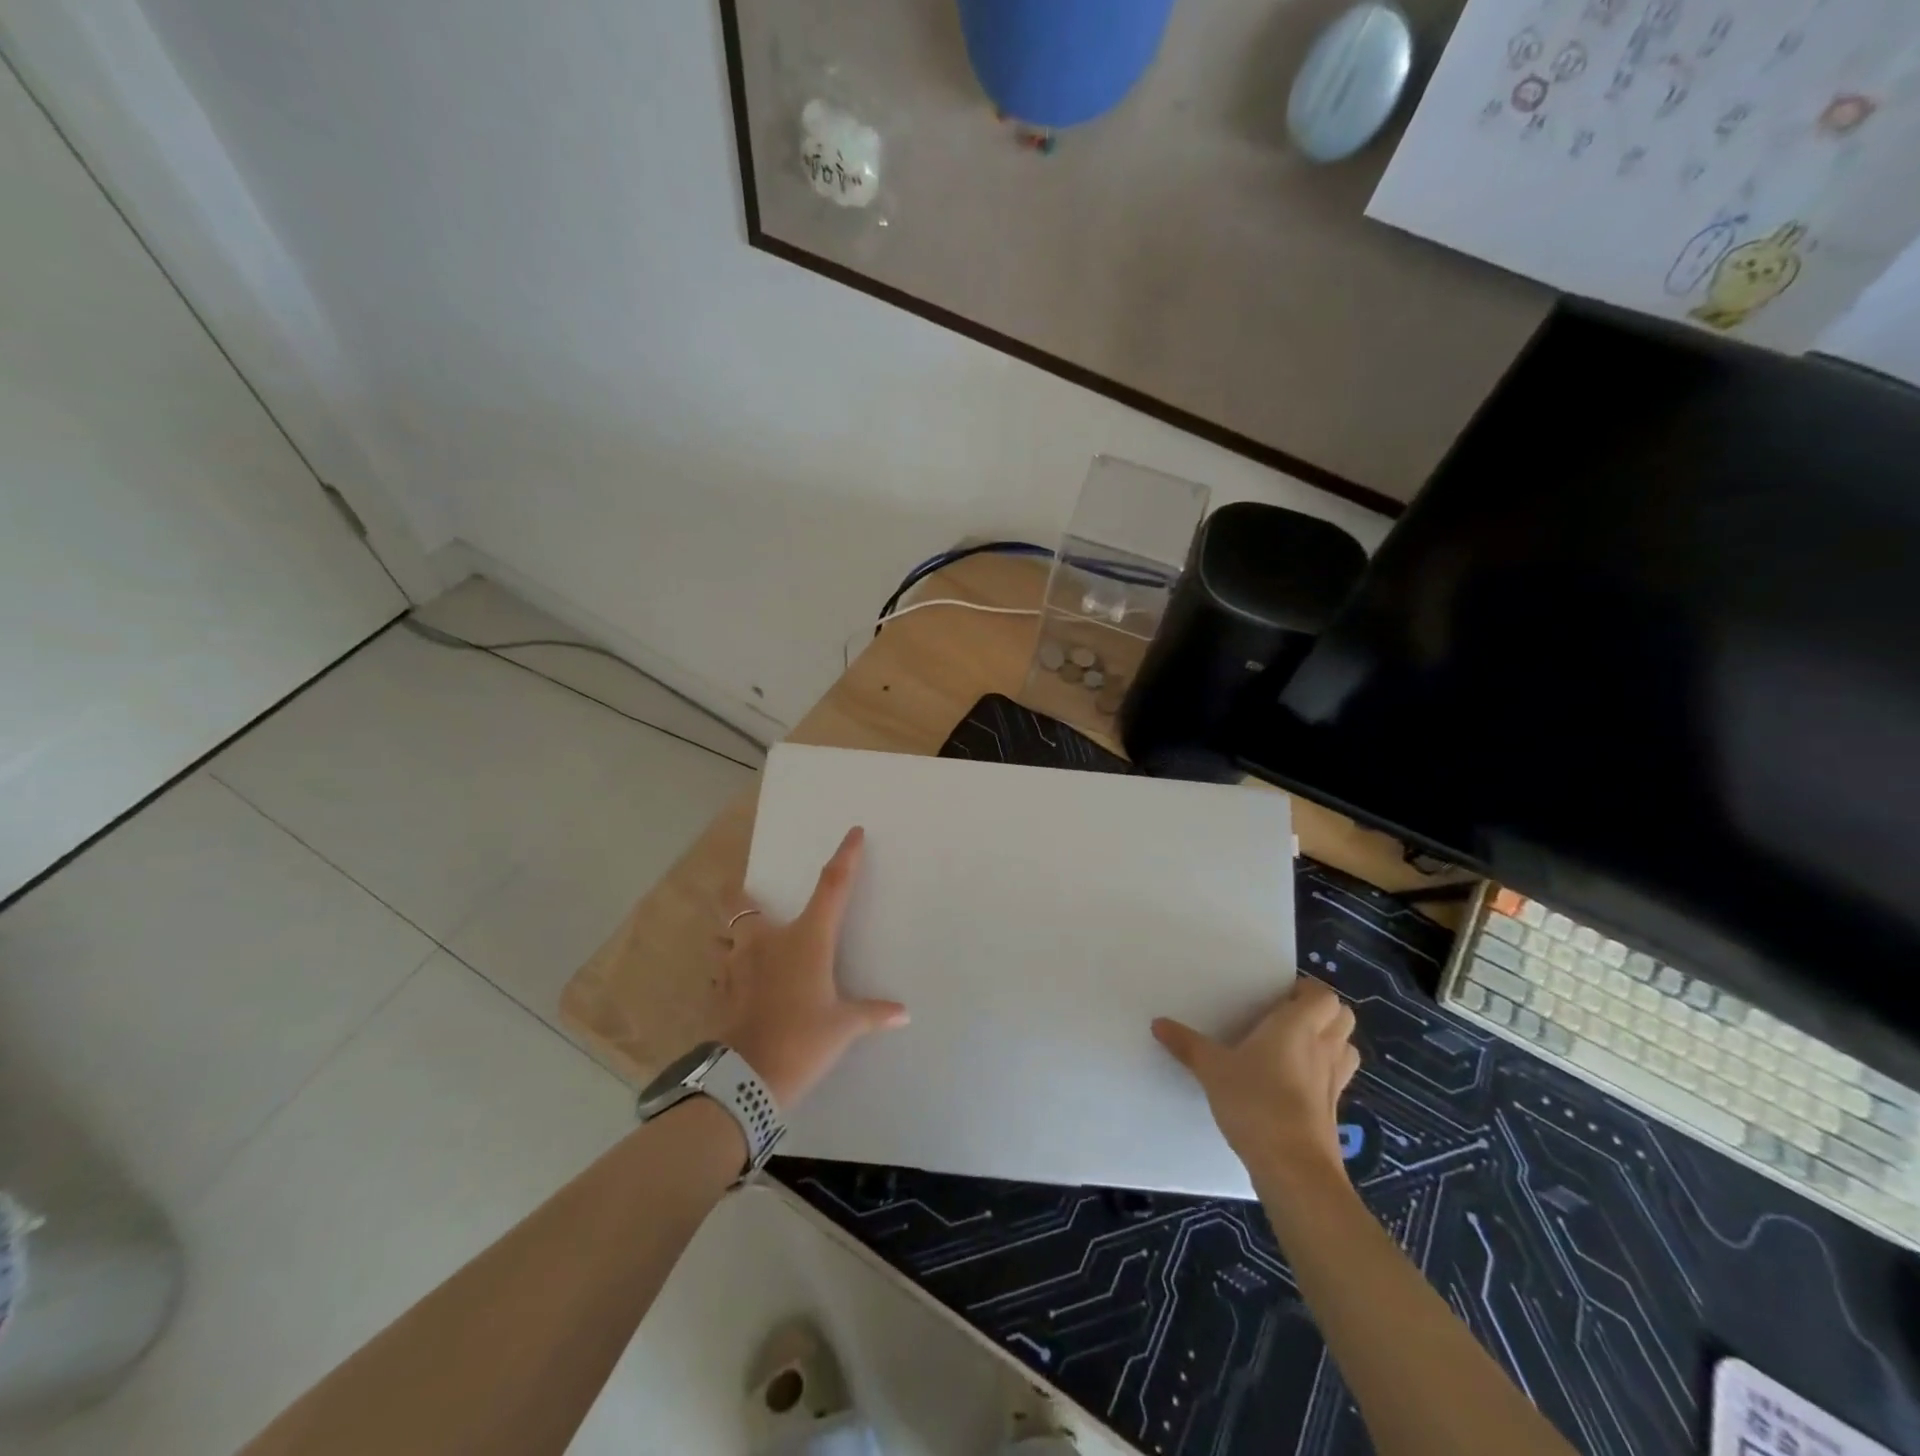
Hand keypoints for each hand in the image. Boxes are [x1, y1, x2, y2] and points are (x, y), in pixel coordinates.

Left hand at [716, 826, 907, 1108]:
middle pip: (740, 903)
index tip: (853, 833)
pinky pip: (717, 972)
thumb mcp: (843, 1027)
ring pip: (721, 936)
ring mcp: (736, 966)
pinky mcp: (719, 992)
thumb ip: (871, 1013)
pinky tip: (733, 985)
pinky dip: (724, 972)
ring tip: (735, 944)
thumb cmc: (802, 1040)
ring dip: (727, 936)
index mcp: (805, 939)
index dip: (845, 857)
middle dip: (737, 894)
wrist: (747, 1078)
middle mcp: (766, 942)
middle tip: (744, 895)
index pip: (832, 887)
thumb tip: (902, 1014)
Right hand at [1152, 977, 1358, 1179]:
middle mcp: (1322, 1048)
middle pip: (1343, 1017)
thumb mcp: (1212, 1069)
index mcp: (1298, 1026)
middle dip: (1322, 1012)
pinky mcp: (1334, 1111)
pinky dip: (1323, 1074)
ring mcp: (1334, 1082)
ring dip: (1329, 1042)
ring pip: (1346, 1048)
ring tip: (1296, 1046)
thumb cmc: (1256, 1102)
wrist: (1293, 1168)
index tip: (1279, 995)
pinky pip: (1337, 1079)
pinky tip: (1294, 1084)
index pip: (1323, 995)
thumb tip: (1158, 1023)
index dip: (1307, 991)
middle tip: (1287, 1016)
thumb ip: (1187, 1044)